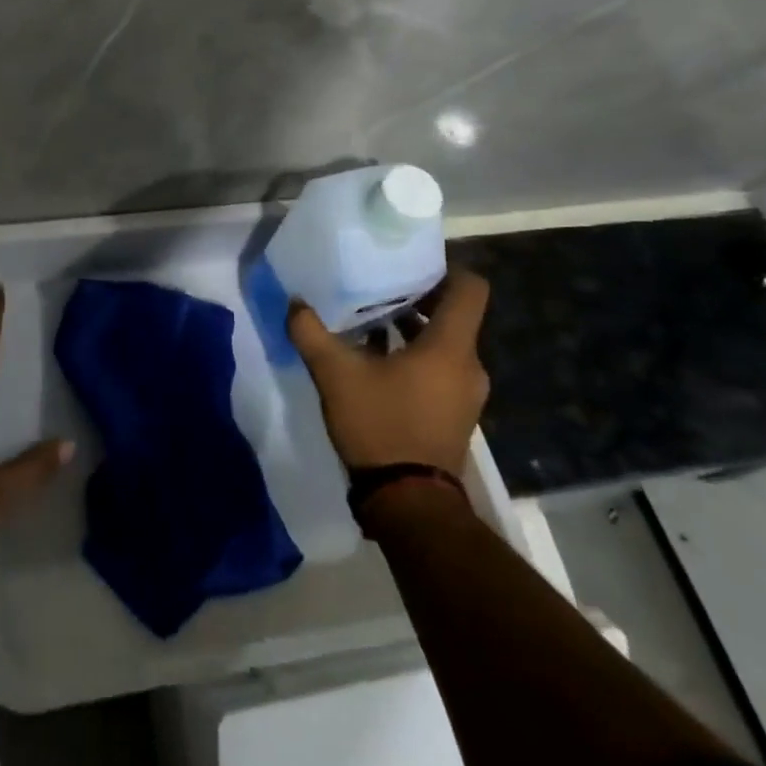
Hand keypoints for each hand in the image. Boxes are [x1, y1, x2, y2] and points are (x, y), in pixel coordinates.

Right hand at [286, 268, 490, 475]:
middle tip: (378, 288)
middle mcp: (467, 364)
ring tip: (370, 322)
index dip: (446, 268)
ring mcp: (465, 392)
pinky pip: (440, 368)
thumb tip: (295, 303)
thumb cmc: (380, 425)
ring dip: (413, 329)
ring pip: (445, 343)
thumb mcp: (335, 375)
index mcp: (450, 346)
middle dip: (418, 298)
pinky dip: (415, 356)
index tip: (409, 265)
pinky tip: (375, 362)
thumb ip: (311, 333)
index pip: (470, 288)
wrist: (408, 501)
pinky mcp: (455, 413)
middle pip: (455, 314)